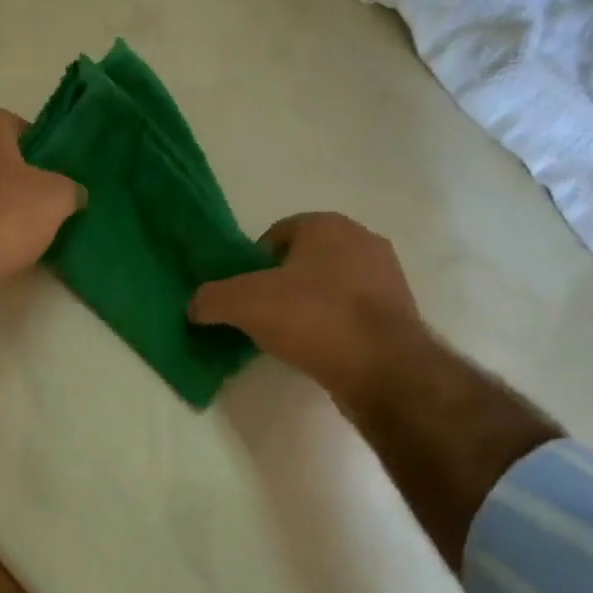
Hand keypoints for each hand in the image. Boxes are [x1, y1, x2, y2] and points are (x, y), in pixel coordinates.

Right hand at [189, 212, 424, 409]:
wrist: (382, 366)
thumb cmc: (314, 318)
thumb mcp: (245, 304)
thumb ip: (213, 299)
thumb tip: (194, 306)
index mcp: (328, 225)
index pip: (279, 232)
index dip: (254, 262)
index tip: (243, 294)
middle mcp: (363, 241)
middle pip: (305, 260)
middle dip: (282, 284)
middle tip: (261, 316)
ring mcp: (386, 277)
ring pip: (331, 286)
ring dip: (309, 306)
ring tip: (289, 337)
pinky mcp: (398, 313)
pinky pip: (352, 313)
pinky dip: (332, 327)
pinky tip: (319, 350)